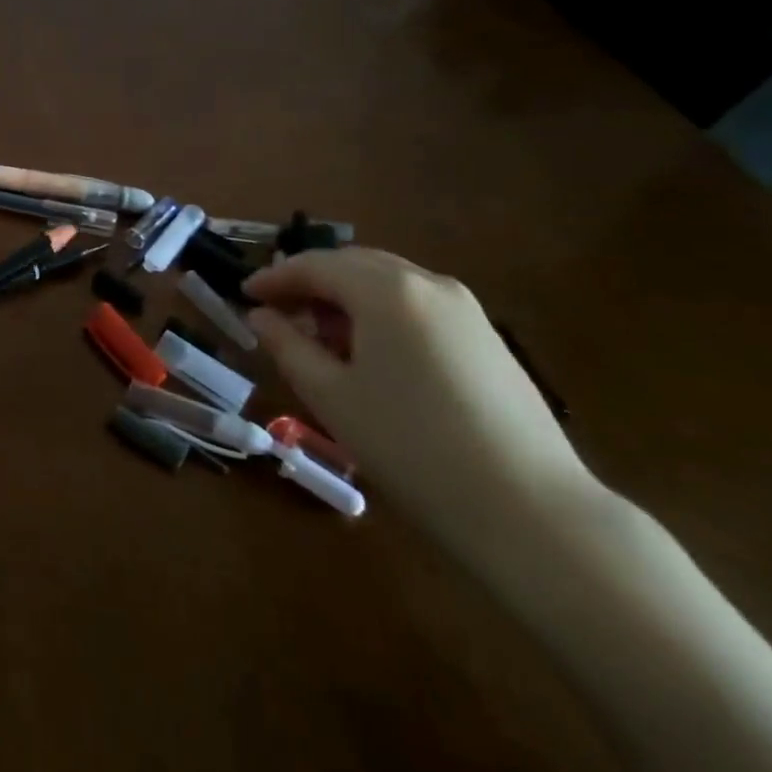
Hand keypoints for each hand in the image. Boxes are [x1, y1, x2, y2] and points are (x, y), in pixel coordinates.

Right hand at [243, 247, 593, 559]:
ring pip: (388, 282)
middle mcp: (427, 283)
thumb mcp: (331, 396)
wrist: (528, 508)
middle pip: (353, 264)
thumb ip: (288, 346)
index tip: (244, 293)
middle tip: (276, 310)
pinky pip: (417, 304)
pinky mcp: (486, 336)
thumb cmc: (410, 447)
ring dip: (345, 296)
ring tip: (317, 334)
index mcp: (386, 290)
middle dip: (310, 281)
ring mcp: (465, 307)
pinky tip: (369, 352)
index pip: (315, 265)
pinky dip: (380, 312)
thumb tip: (261, 316)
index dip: (274, 276)